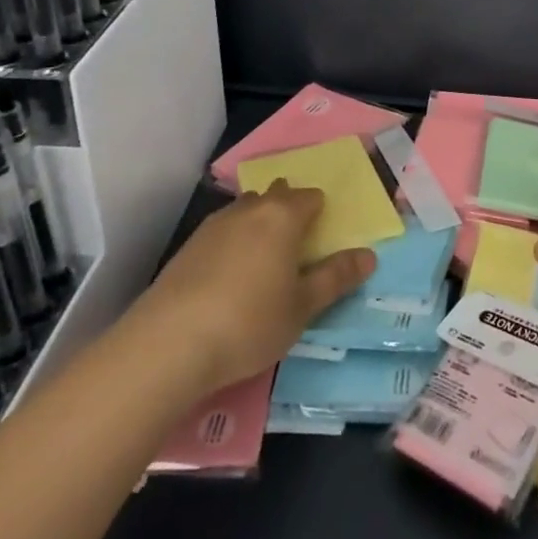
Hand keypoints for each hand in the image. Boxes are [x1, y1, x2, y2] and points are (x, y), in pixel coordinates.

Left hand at [131, 182, 373, 393]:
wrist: (168, 344)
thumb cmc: (249, 322)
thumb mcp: (302, 307)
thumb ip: (336, 278)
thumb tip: (369, 256)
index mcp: (283, 216)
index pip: (310, 197)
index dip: (320, 212)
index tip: (322, 238)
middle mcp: (250, 209)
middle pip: (276, 194)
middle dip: (288, 209)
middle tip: (296, 245)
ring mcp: (214, 224)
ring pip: (245, 209)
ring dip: (258, 223)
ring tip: (262, 258)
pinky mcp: (187, 246)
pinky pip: (221, 231)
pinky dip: (232, 242)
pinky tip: (228, 275)